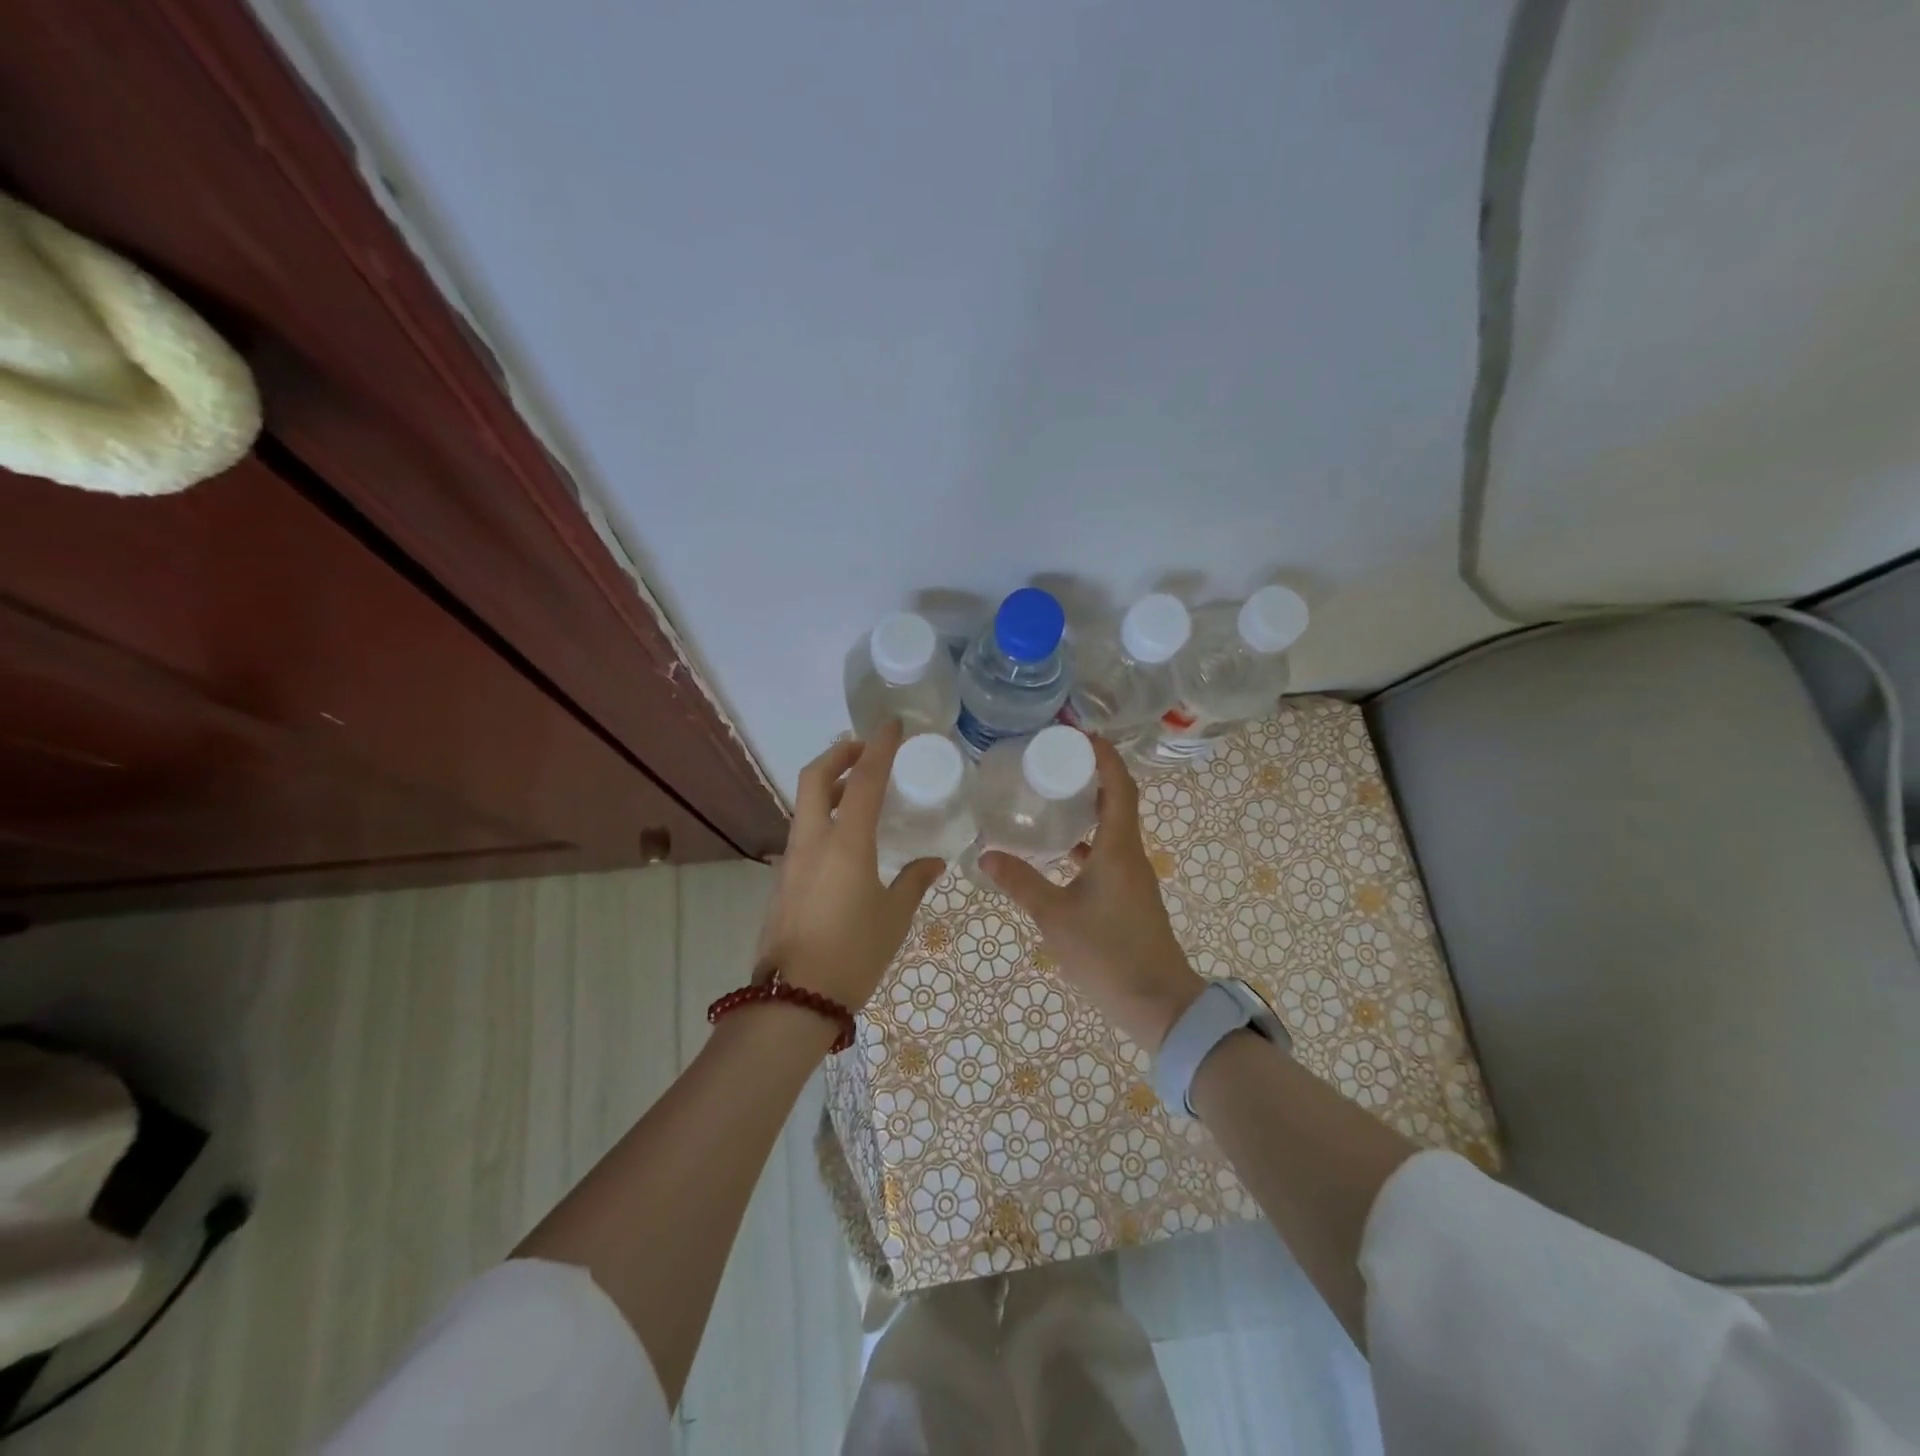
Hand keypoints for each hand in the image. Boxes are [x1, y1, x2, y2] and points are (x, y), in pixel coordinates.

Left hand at [754, 719, 944, 1010]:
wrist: (792, 1001)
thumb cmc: (852, 955)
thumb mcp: (894, 918)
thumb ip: (914, 882)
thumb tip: (933, 862)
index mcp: (846, 844)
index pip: (865, 780)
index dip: (879, 747)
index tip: (892, 725)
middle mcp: (813, 841)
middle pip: (816, 777)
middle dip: (840, 753)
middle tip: (866, 749)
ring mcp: (792, 859)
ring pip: (806, 804)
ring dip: (831, 785)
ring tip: (862, 791)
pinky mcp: (783, 878)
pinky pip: (804, 831)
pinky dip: (824, 816)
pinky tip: (847, 839)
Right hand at [980, 737, 1204, 1048]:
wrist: (1159, 1005)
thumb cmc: (1108, 954)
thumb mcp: (1055, 917)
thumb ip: (1021, 884)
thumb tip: (986, 855)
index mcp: (1119, 849)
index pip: (1118, 787)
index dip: (1104, 756)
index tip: (1080, 735)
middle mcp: (1131, 855)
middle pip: (1118, 801)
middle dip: (1091, 776)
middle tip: (1055, 761)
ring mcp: (1133, 878)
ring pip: (1113, 829)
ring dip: (1090, 809)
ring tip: (1053, 798)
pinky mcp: (1130, 898)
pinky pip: (1109, 855)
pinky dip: (1088, 843)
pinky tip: (1062, 854)